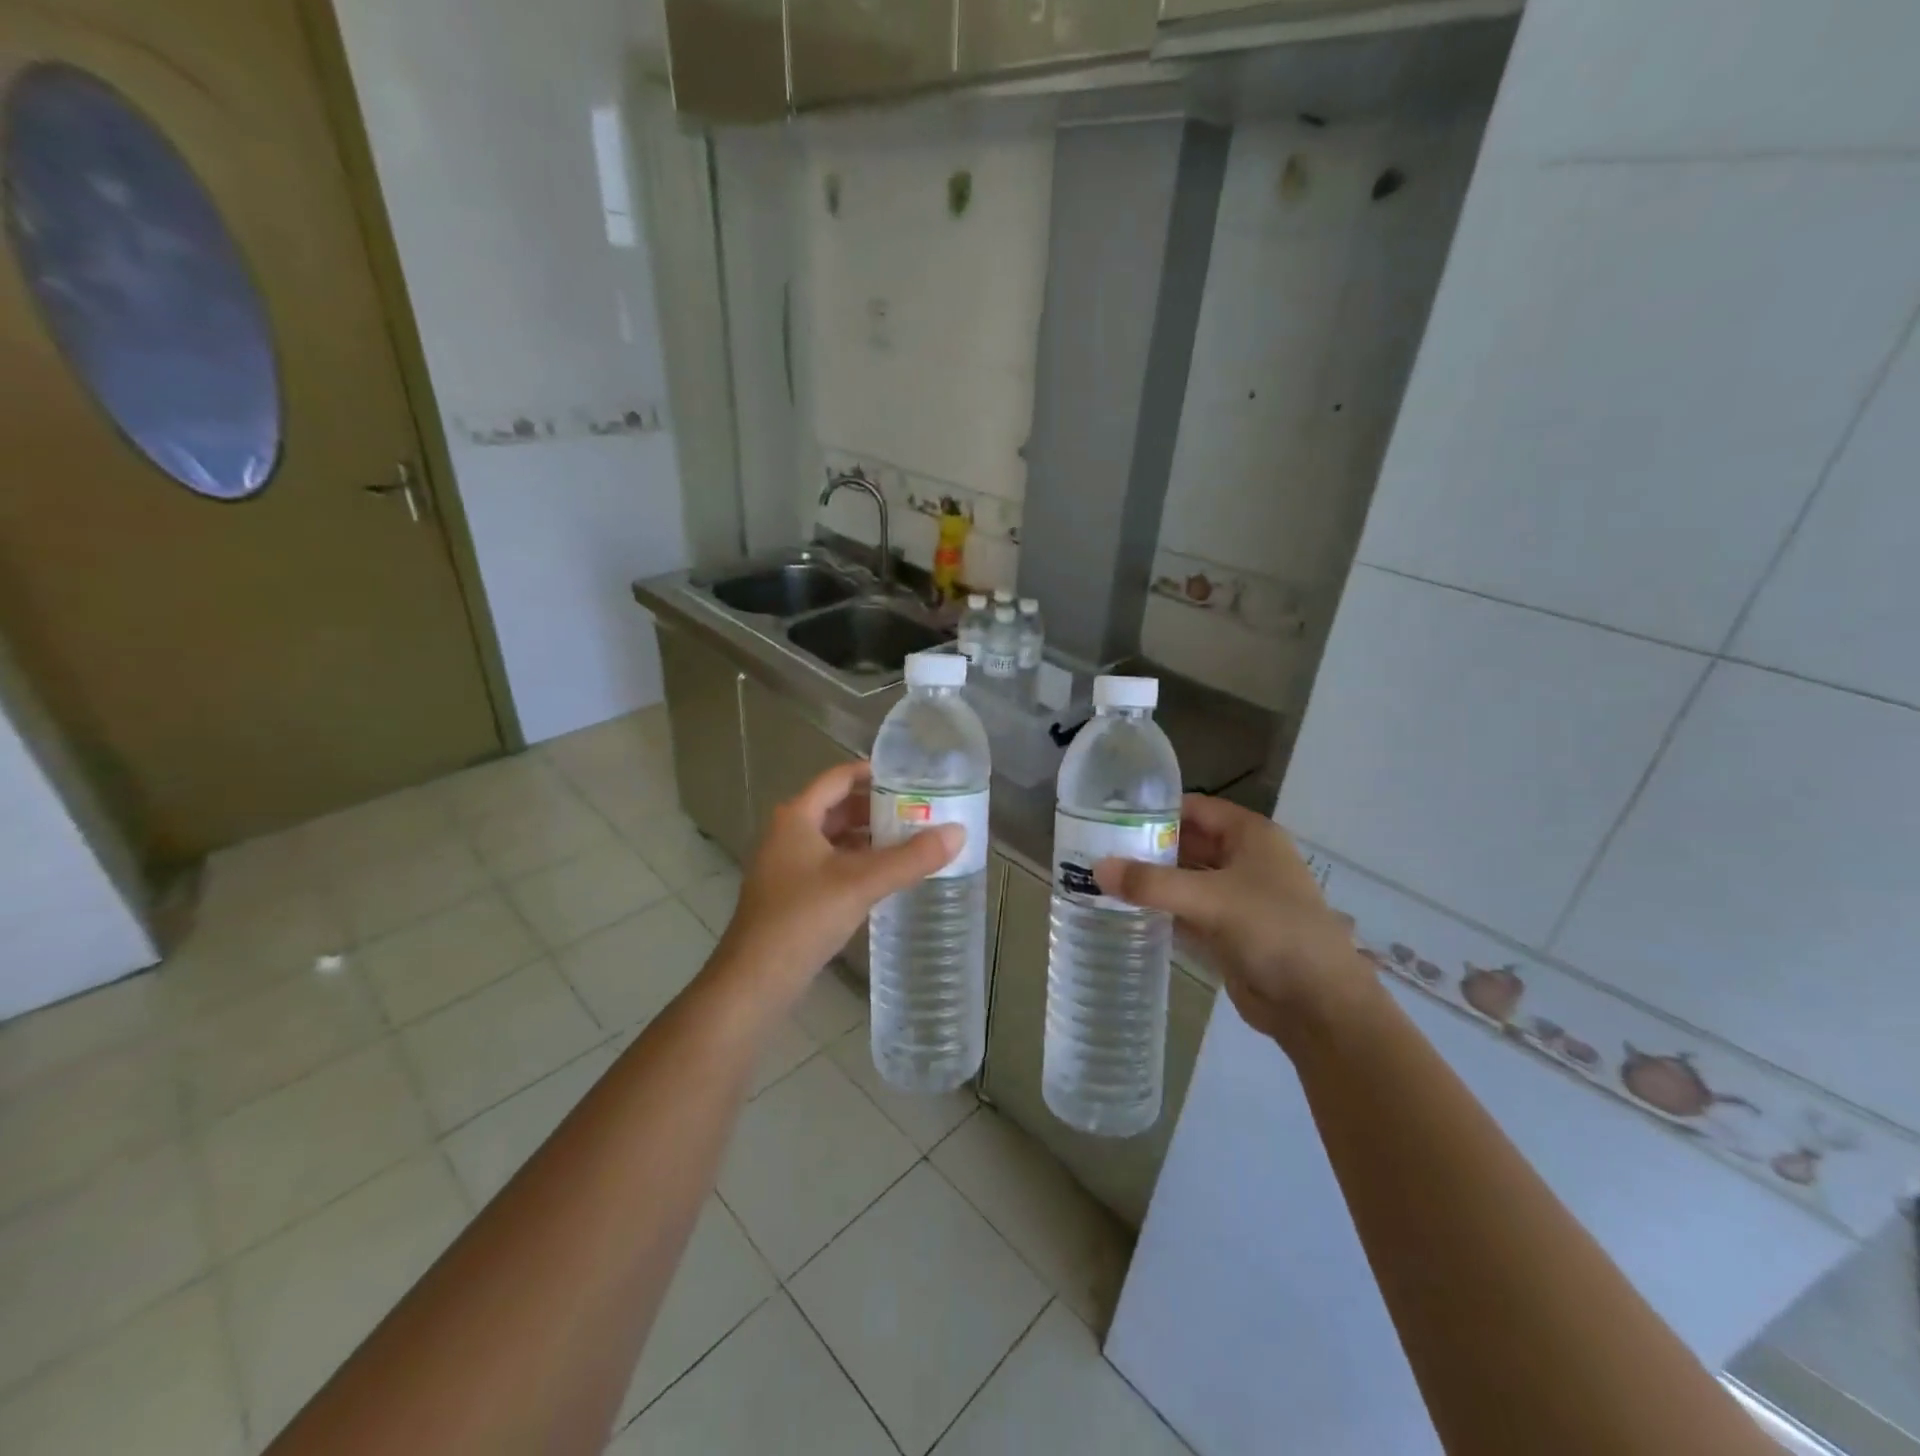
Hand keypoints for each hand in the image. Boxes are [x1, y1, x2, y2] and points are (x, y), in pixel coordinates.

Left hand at [711, 761, 961, 1011]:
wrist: (754, 982)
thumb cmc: (802, 919)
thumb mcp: (862, 883)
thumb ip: (911, 858)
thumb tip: (958, 832)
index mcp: (796, 817)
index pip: (839, 777)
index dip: (874, 773)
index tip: (912, 777)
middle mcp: (788, 833)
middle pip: (838, 807)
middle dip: (878, 808)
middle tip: (920, 810)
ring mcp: (787, 865)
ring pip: (836, 838)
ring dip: (870, 837)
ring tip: (912, 841)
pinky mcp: (793, 894)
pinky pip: (832, 865)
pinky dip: (859, 862)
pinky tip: (886, 876)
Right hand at [1094, 795, 1375, 1047]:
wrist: (1318, 1005)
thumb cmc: (1274, 931)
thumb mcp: (1211, 899)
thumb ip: (1152, 883)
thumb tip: (1096, 868)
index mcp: (1250, 836)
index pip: (1195, 808)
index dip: (1156, 809)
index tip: (1111, 817)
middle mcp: (1244, 859)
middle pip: (1188, 843)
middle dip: (1148, 847)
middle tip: (1097, 850)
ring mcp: (1237, 897)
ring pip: (1186, 879)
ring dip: (1152, 880)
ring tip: (1102, 878)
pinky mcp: (1228, 931)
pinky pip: (1187, 910)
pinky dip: (1161, 909)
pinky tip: (1125, 910)